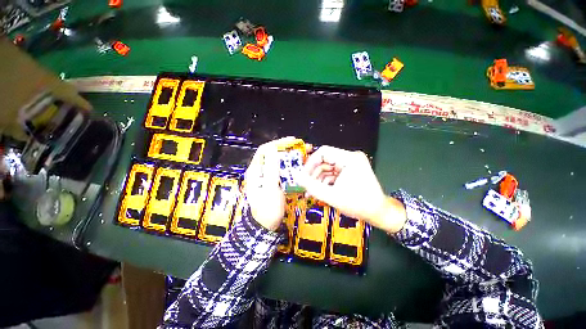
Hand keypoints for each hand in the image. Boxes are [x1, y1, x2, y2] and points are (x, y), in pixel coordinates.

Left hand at [244, 138, 293, 230]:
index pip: (265, 150)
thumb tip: (273, 150)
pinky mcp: (275, 181)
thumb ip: (271, 170)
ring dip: (291, 156)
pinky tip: (301, 164)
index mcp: (255, 171)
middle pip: (273, 154)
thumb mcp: (269, 189)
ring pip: (280, 161)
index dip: (278, 143)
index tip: (291, 141)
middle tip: (302, 147)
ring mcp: (268, 176)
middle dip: (287, 149)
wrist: (266, 225)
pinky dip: (292, 165)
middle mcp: (261, 170)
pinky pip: (283, 169)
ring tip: (304, 153)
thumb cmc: (267, 209)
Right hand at [295, 146, 406, 233]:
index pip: (324, 152)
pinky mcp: (350, 170)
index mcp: (349, 159)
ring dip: (318, 179)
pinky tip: (318, 191)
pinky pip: (333, 173)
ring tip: (310, 192)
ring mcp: (351, 164)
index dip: (310, 163)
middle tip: (305, 186)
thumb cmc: (358, 205)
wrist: (379, 213)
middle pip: (325, 160)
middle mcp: (350, 157)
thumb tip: (296, 176)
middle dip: (314, 174)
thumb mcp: (331, 196)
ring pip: (327, 168)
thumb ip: (311, 186)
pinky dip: (325, 181)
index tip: (303, 175)